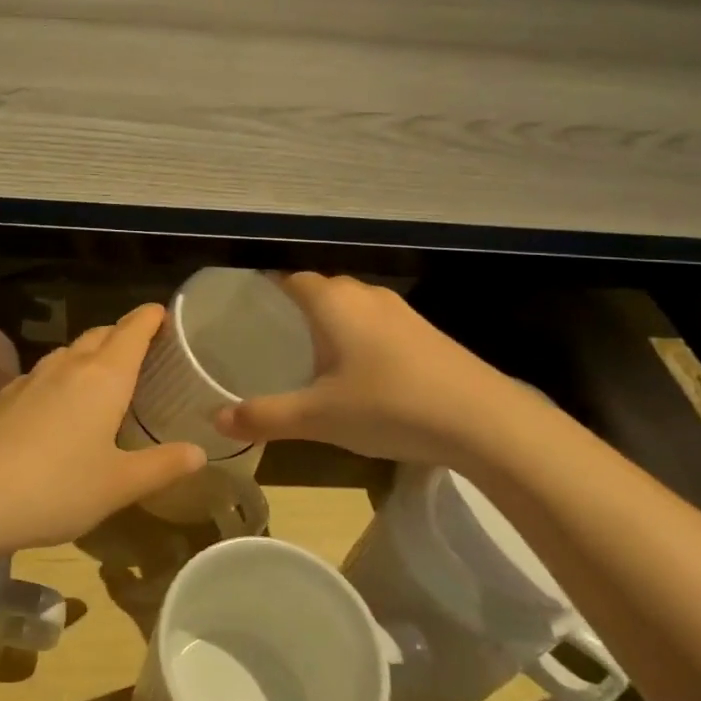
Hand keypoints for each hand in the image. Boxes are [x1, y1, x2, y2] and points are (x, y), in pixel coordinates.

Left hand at [0, 304, 205, 552]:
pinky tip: (58, 406)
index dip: (151, 317)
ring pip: (69, 352)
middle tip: (143, 351)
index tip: (164, 314)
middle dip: (123, 334)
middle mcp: (68, 366)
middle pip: (100, 334)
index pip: (133, 330)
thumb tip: (199, 452)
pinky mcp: (4, 397)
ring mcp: (31, 379)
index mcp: (103, 377)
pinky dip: (62, 378)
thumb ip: (162, 466)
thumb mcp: (118, 484)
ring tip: (104, 378)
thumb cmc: (56, 487)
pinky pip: (43, 374)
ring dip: (90, 354)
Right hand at [214, 273, 528, 463]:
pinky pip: (377, 325)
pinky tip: (358, 374)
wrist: (484, 421)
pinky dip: (358, 339)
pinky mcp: (426, 334)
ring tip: (309, 357)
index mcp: (333, 301)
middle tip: (269, 339)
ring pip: (351, 307)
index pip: (288, 278)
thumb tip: (215, 420)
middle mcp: (365, 295)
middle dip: (294, 309)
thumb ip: (264, 416)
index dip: (264, 289)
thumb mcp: (317, 417)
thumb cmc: (388, 405)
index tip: (243, 310)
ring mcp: (400, 312)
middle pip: (319, 290)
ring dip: (330, 325)